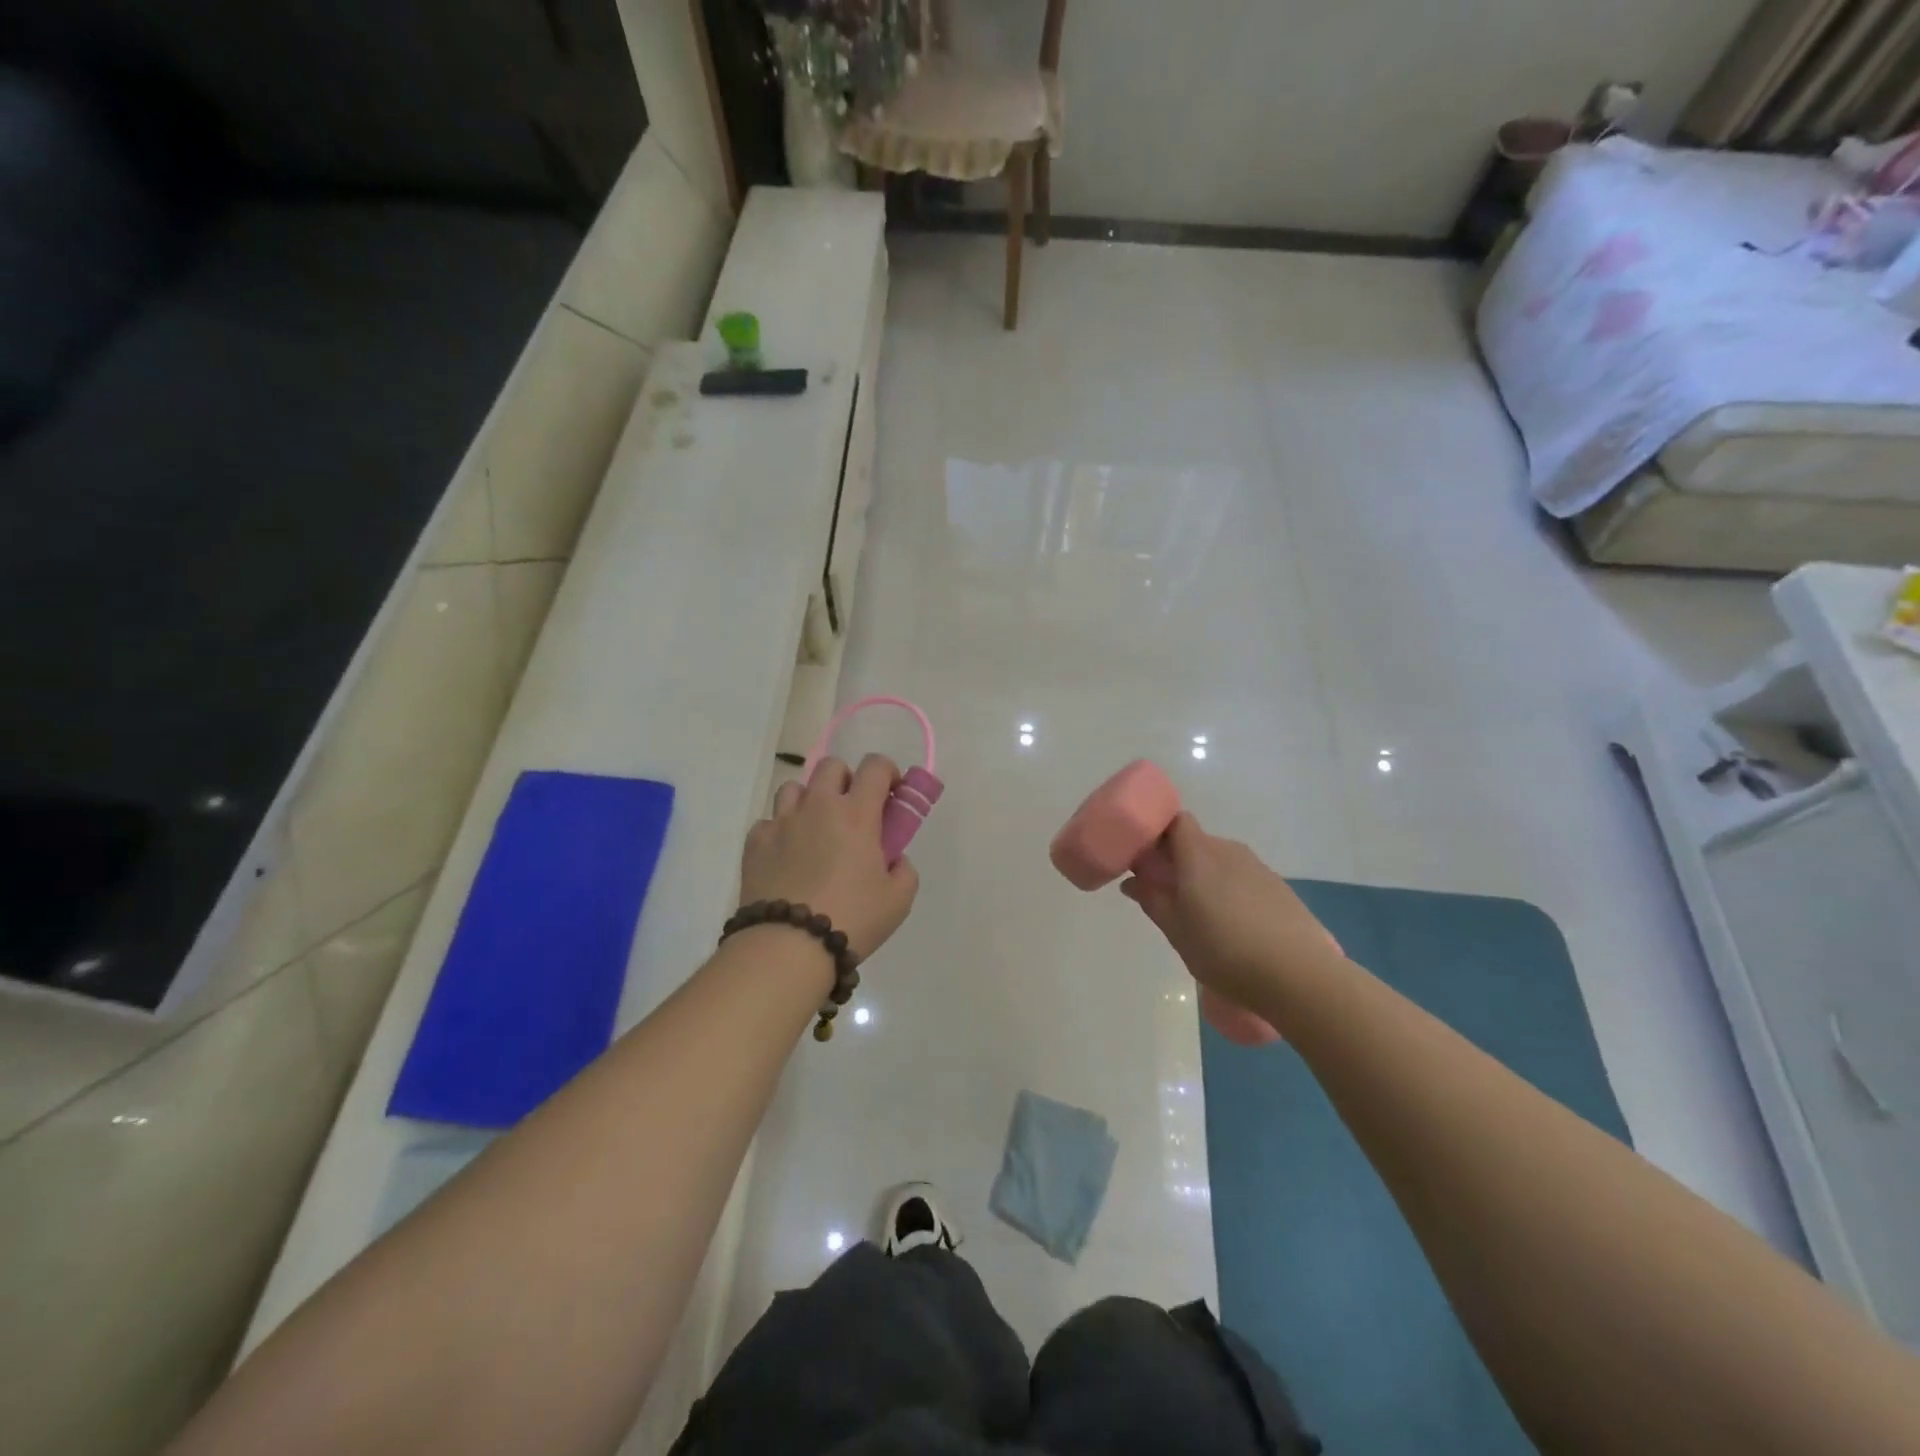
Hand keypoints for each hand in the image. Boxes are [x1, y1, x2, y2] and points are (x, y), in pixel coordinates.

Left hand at [741, 755, 919, 959]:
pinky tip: (788, 855)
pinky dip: (782, 830)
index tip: (892, 793)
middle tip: (854, 811)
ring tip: (816, 830)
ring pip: (795, 787)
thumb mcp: (899, 900)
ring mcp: (782, 822)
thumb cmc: (852, 919)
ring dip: (810, 799)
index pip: (875, 767)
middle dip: (847, 780)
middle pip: (831, 767)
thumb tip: (893, 858)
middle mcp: (818, 806)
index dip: (888, 772)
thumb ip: (904, 870)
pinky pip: (770, 821)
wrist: (788, 946)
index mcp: (856, 814)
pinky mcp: (755, 842)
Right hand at [1121, 812, 1342, 1012]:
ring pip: (1221, 861)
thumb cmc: (1224, 951)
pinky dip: (1231, 890)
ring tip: (1202, 915)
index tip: (1146, 857)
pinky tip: (1234, 925)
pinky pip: (1243, 877)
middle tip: (1167, 893)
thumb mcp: (1176, 931)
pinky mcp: (1279, 887)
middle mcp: (1228, 851)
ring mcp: (1258, 867)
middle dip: (1179, 860)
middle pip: (1197, 842)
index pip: (1175, 821)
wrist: (1299, 975)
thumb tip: (1133, 881)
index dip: (1159, 832)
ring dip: (1206, 877)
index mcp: (1198, 855)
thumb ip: (1152, 900)